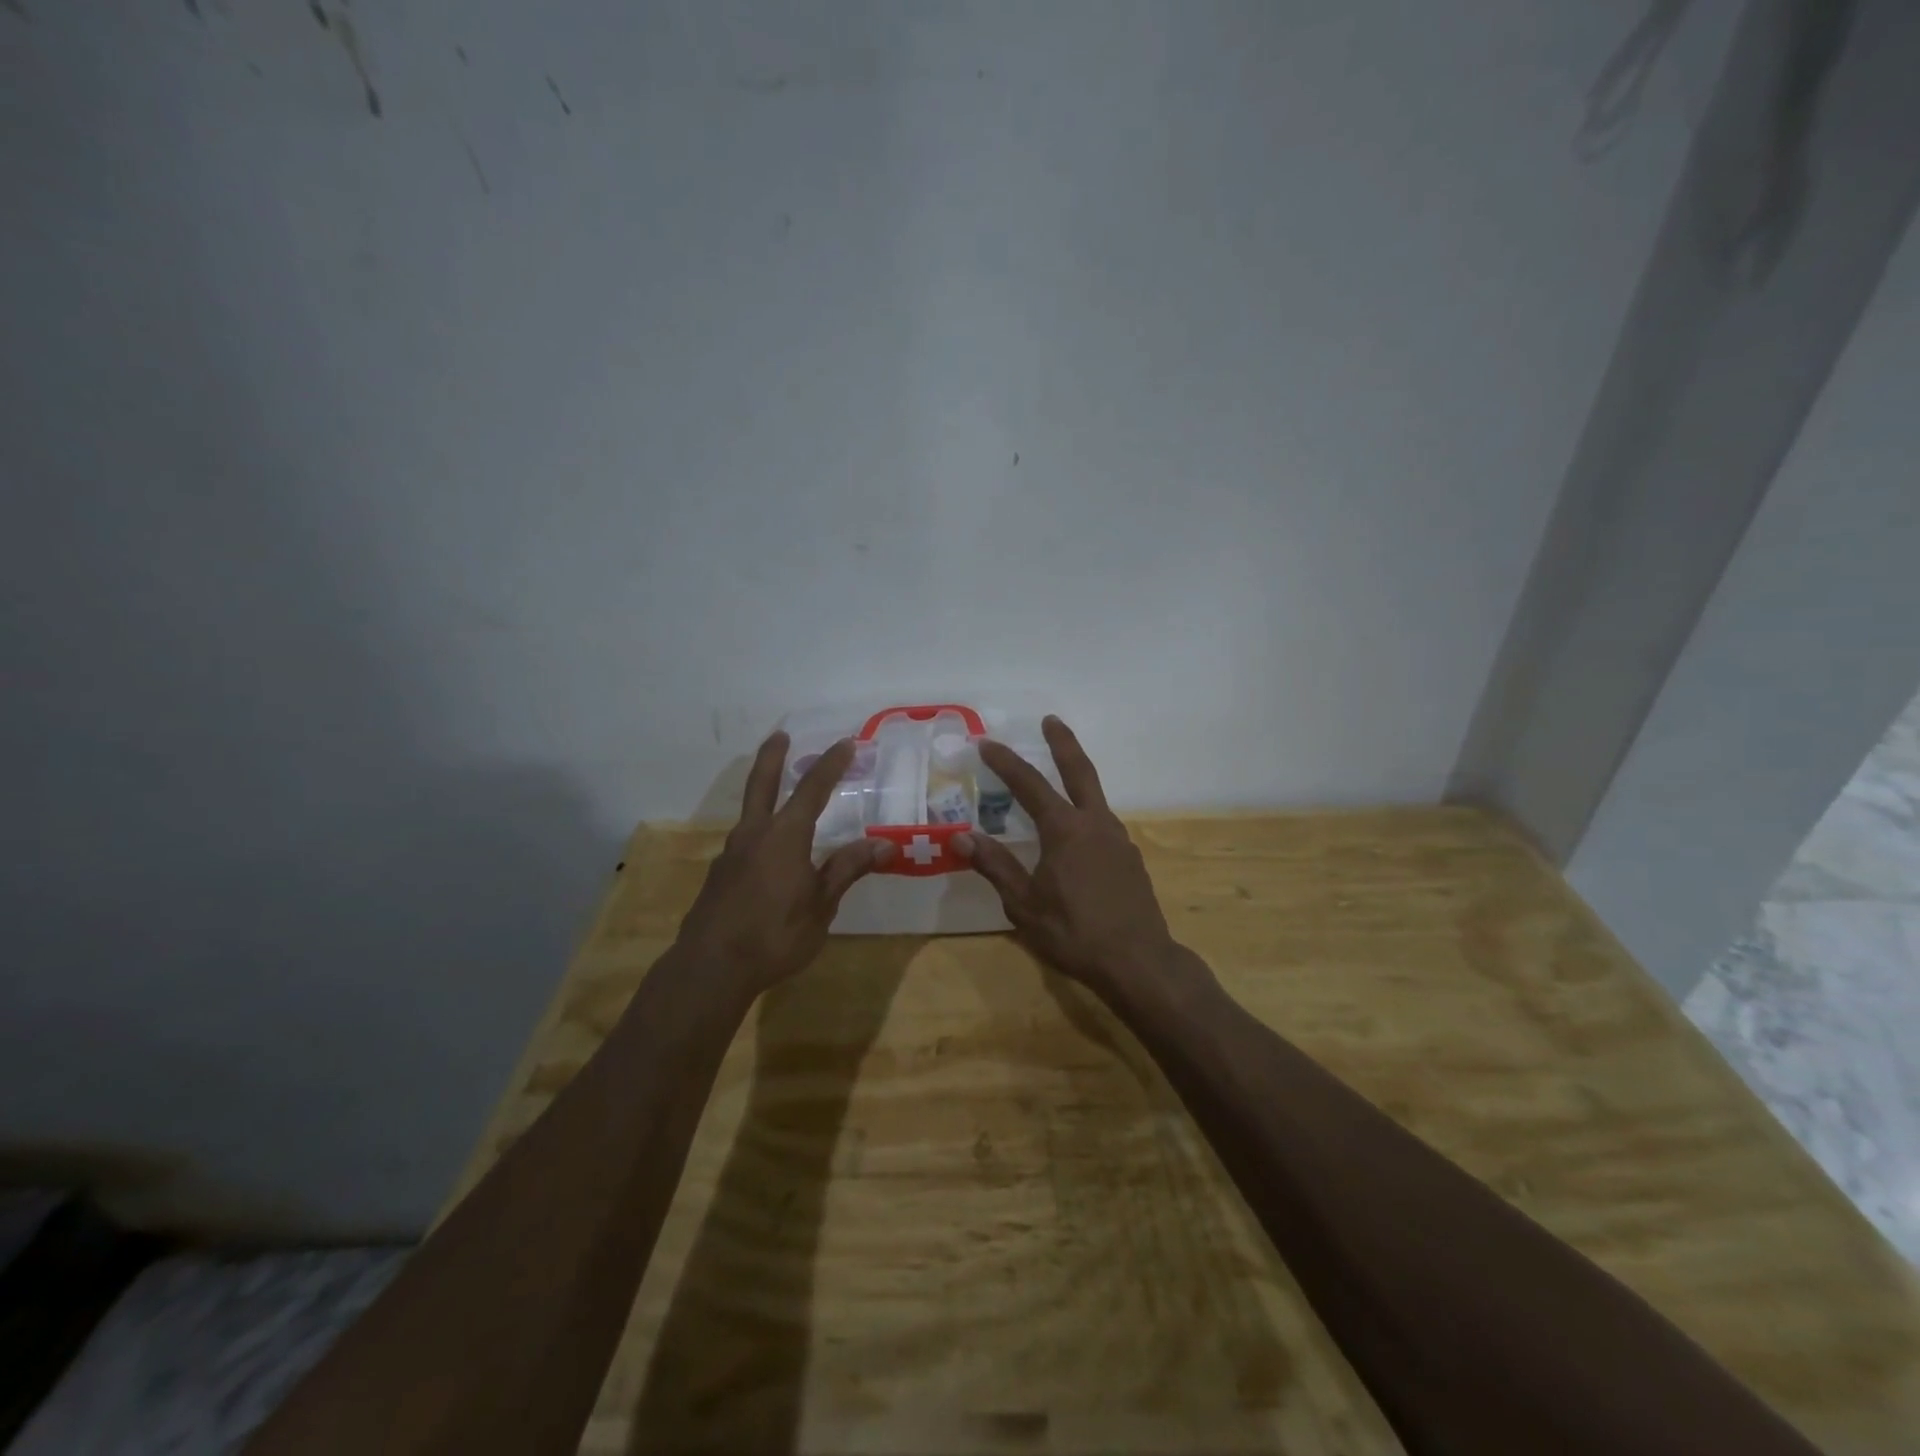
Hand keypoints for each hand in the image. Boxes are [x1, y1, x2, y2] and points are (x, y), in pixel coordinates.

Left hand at [674, 733, 896, 997]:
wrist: (710, 968)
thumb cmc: (775, 934)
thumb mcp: (821, 905)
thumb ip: (847, 869)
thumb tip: (884, 844)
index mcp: (784, 836)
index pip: (812, 789)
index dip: (830, 765)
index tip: (845, 743)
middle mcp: (754, 835)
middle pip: (762, 785)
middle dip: (773, 758)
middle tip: (780, 735)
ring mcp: (731, 855)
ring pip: (750, 814)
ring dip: (765, 796)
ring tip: (780, 798)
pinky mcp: (719, 877)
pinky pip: (744, 843)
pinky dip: (759, 833)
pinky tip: (768, 855)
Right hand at [955, 717, 1184, 997]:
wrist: (1139, 962)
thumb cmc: (1074, 933)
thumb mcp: (1024, 904)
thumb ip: (995, 866)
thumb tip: (960, 836)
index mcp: (1065, 830)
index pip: (1030, 785)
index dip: (1006, 762)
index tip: (987, 743)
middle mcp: (1095, 824)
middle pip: (1079, 771)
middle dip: (1063, 743)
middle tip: (1051, 720)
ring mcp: (1118, 839)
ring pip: (1095, 796)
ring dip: (1077, 777)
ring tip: (1059, 775)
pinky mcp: (1130, 858)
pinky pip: (1103, 823)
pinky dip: (1086, 812)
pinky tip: (1077, 832)